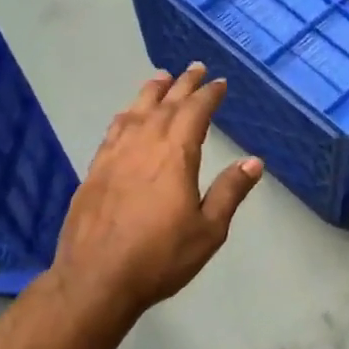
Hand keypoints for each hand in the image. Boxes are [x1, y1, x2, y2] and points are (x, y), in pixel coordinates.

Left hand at [51, 64, 263, 318]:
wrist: (96, 280)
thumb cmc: (160, 257)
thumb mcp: (208, 230)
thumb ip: (229, 191)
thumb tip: (253, 160)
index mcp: (175, 156)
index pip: (195, 113)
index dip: (209, 95)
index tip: (220, 83)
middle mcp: (143, 146)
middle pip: (165, 105)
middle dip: (183, 85)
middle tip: (195, 68)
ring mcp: (114, 156)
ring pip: (135, 112)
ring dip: (151, 92)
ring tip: (162, 77)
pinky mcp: (95, 171)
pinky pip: (114, 130)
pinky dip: (126, 115)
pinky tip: (127, 115)